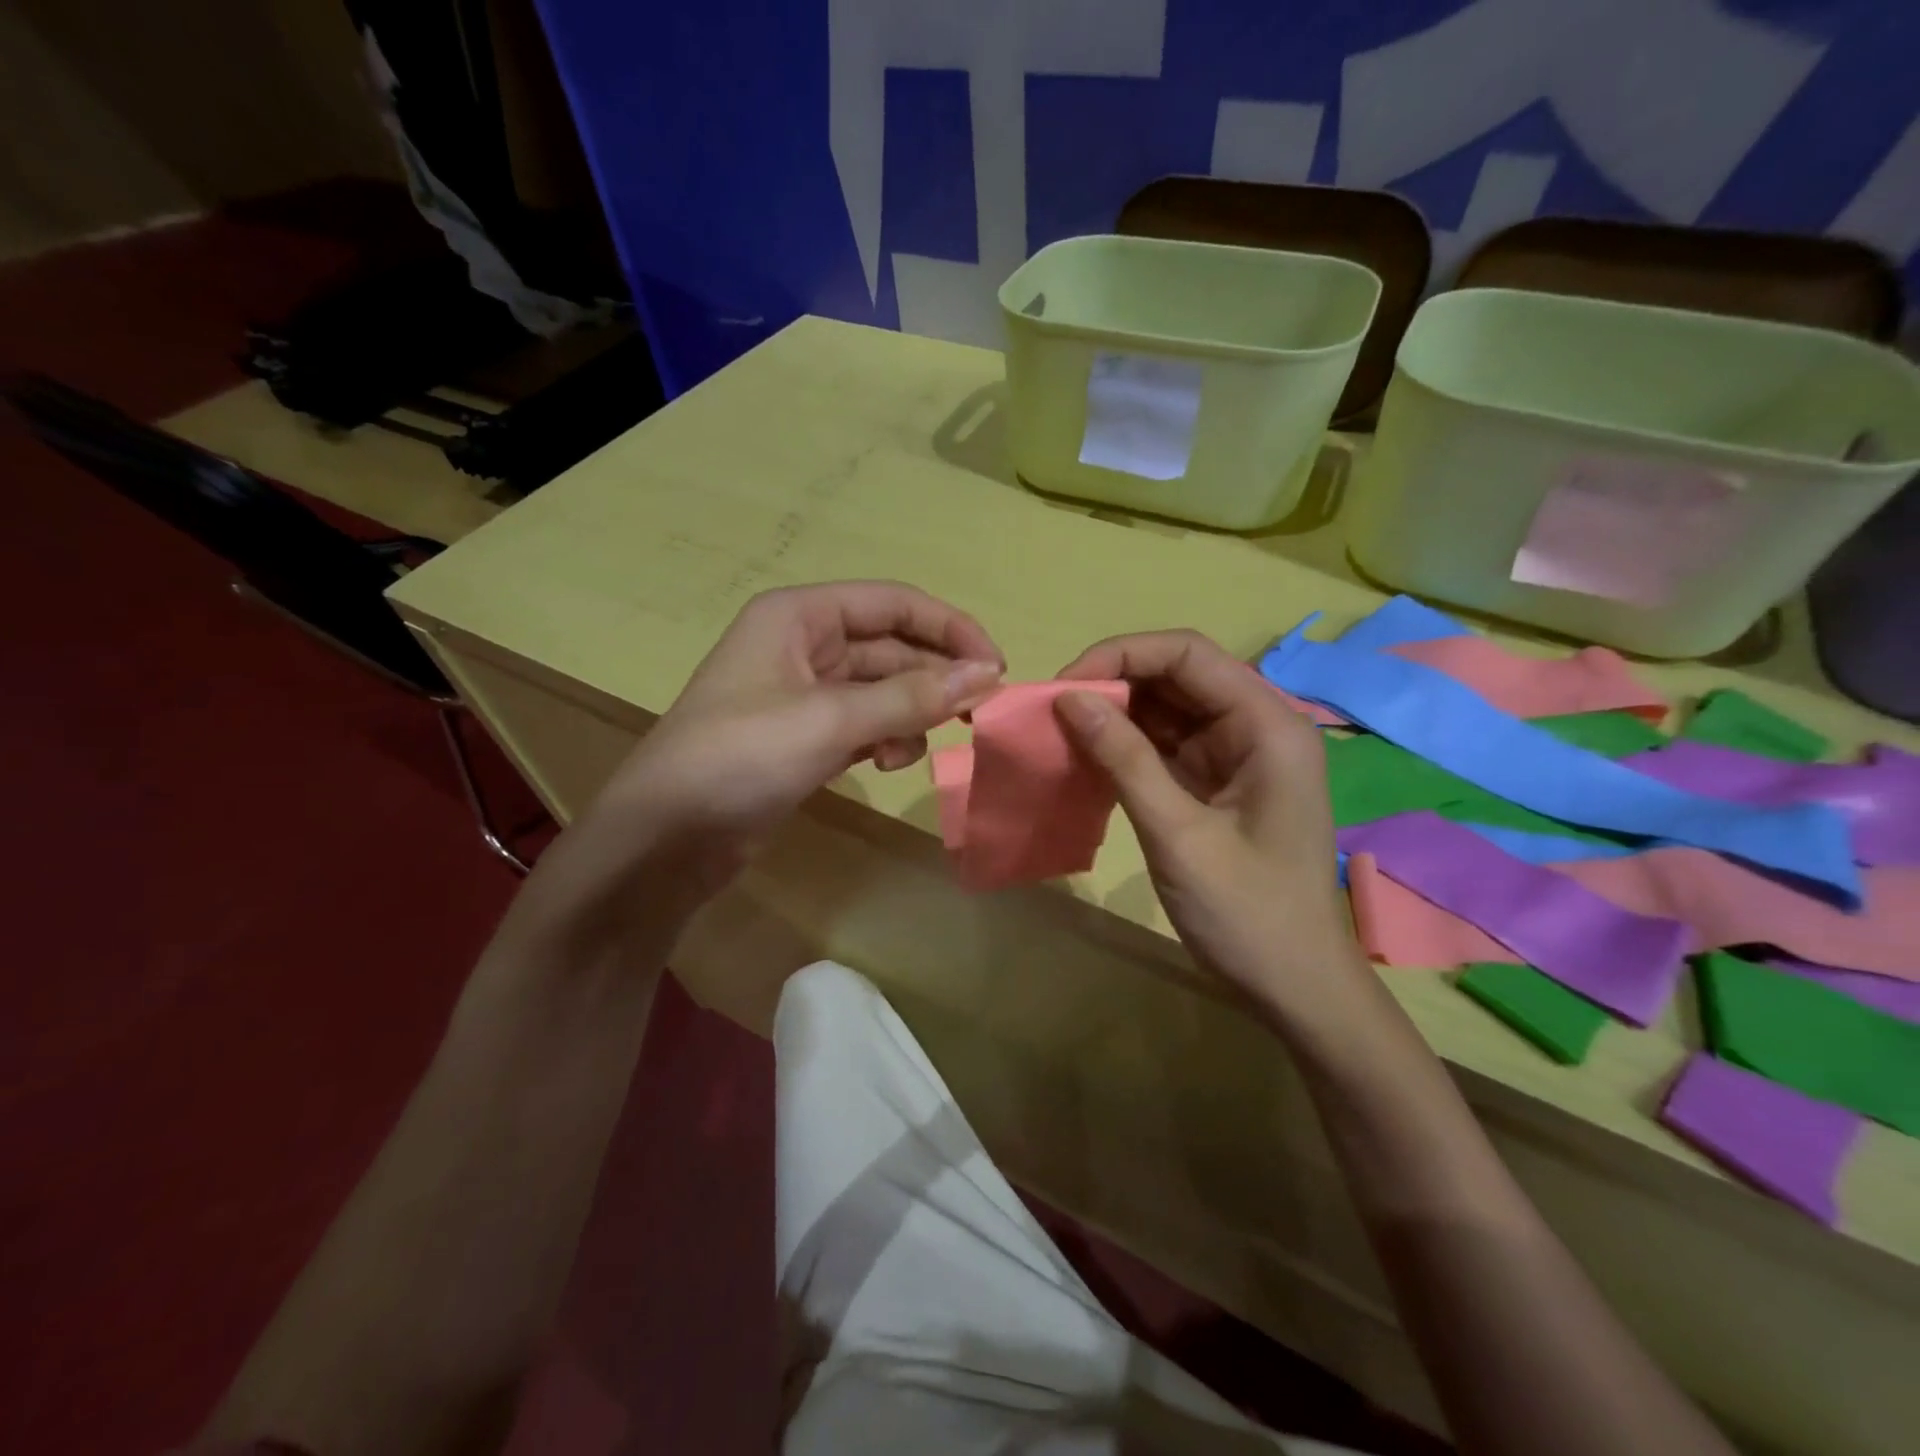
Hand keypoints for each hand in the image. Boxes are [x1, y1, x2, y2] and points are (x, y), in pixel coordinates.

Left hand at [595, 577, 999, 868]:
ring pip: (882, 688)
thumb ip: (913, 696)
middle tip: (980, 713)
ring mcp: (803, 693)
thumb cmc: (742, 757)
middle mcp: (803, 644)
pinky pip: (865, 723)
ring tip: (920, 745)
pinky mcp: (804, 737)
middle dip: (935, 678)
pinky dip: (886, 738)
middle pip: (892, 646)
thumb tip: (987, 674)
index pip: (894, 603)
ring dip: (911, 712)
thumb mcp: (832, 720)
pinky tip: (888, 764)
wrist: (666, 837)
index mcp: (800, 616)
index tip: (996, 666)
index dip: (950, 629)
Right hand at [1052, 630, 1376, 1037]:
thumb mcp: (1178, 834)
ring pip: (1168, 709)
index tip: (1065, 687)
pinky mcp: (1218, 783)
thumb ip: (1125, 760)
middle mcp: (1256, 726)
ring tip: (1061, 732)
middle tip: (1054, 712)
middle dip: (1114, 684)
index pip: (1188, 653)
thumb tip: (1068, 699)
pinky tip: (1088, 759)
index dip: (1122, 655)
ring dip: (1116, 716)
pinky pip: (1166, 746)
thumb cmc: (1248, 914)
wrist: (1296, 987)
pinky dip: (1126, 748)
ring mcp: (1238, 755)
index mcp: (1267, 725)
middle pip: (1177, 676)